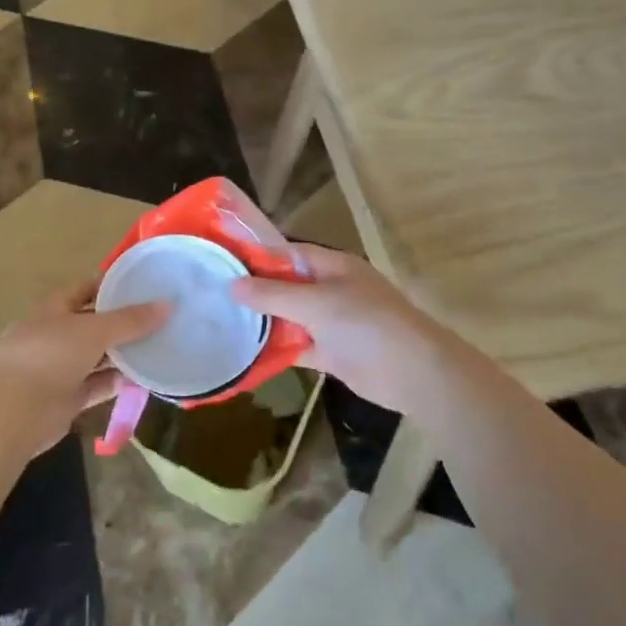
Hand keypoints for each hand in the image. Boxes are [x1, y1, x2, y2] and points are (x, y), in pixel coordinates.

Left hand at [0, 281, 168, 455]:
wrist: (11, 414)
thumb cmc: (49, 356)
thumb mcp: (94, 330)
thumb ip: (131, 320)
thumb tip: (167, 305)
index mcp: (54, 307)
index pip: (88, 288)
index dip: (115, 285)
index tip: (148, 286)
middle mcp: (55, 333)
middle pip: (95, 323)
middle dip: (125, 322)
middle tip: (163, 319)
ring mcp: (59, 367)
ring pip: (98, 356)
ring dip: (124, 354)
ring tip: (161, 347)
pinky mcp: (66, 398)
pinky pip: (98, 384)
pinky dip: (118, 381)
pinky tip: (146, 378)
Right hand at [232, 245, 471, 415]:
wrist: (414, 372)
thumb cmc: (366, 324)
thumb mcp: (317, 303)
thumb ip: (274, 294)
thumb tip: (233, 285)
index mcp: (331, 266)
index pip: (287, 253)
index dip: (256, 257)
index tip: (221, 263)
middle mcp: (329, 289)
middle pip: (285, 286)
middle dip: (254, 291)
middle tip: (211, 296)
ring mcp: (330, 322)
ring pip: (289, 317)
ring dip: (262, 322)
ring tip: (220, 323)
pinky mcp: (331, 352)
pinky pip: (296, 346)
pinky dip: (276, 350)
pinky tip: (244, 354)